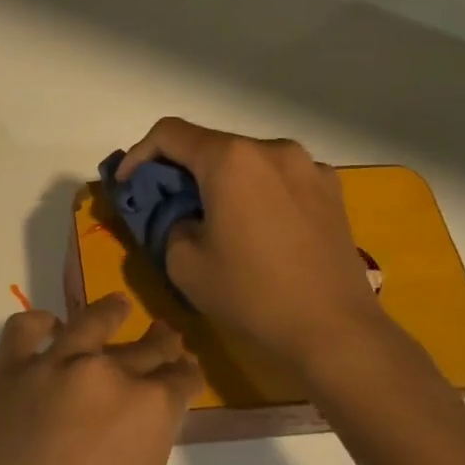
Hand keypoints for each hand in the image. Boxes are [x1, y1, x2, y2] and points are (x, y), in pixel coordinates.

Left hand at [0, 294, 201, 464]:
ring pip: (91, 322)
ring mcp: (52, 366)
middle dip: (160, 345)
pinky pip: (25, 329)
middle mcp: (106, 374)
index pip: (180, 379)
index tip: (186, 371)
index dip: (186, 375)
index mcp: (150, 410)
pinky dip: (40, 324)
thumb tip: (136, 421)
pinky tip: (50, 328)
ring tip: (118, 307)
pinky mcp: (7, 371)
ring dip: (110, 313)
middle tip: (165, 337)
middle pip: (144, 347)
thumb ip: (143, 444)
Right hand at [117, 117, 392, 371]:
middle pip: (211, 145)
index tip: (128, 185)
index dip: (139, 154)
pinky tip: (258, 228)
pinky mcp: (332, 190)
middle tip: (167, 205)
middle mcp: (271, 149)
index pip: (170, 134)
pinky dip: (257, 191)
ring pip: (247, 161)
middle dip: (182, 170)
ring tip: (215, 219)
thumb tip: (186, 217)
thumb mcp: (184, 265)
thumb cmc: (252, 295)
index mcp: (231, 159)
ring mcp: (308, 166)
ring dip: (221, 181)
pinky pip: (280, 178)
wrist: (335, 330)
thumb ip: (170, 225)